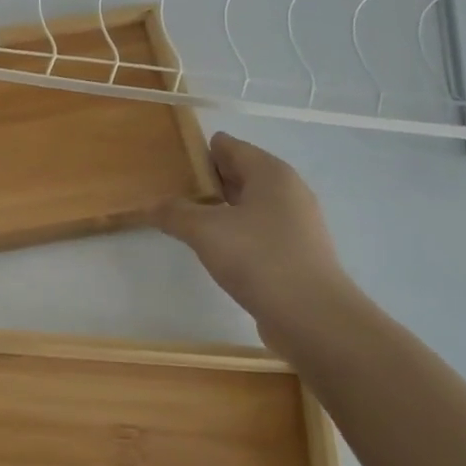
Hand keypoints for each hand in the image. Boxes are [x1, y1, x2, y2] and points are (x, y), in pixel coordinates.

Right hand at [153, 133, 351, 353]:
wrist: (314, 319)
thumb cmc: (260, 259)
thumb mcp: (205, 231)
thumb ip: (174, 213)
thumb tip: (151, 206)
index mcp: (270, 173)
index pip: (229, 146)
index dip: (198, 151)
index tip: (169, 163)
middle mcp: (288, 191)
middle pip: (240, 173)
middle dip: (206, 180)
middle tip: (170, 189)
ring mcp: (296, 223)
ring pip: (249, 204)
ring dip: (219, 208)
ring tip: (185, 218)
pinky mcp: (296, 253)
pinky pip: (257, 230)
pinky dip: (235, 232)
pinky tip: (214, 247)